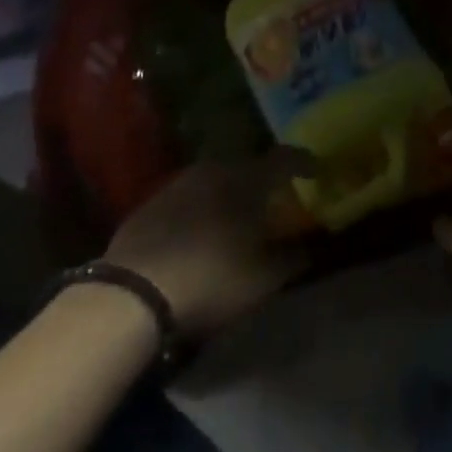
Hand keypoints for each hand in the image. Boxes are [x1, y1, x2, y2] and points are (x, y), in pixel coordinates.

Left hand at [105, 151, 312, 338]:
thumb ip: (294, 257)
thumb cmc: (212, 279)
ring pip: (215, 179)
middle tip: (275, 197)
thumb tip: (313, 244)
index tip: (317, 170)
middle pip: (248, 166)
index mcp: (248, 179)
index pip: (285, 158)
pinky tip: (200, 230)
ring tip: (237, 214)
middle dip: (264, 179)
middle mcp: (215, 169)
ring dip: (230, 192)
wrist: (134, 293)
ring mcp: (179, 182)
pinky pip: (188, 197)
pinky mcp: (151, 202)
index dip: (304, 162)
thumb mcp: (264, 278)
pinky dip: (201, 207)